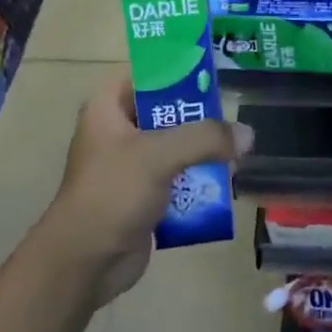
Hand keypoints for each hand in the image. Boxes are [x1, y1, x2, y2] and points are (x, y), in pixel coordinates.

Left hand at [33, 72, 251, 305]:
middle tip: (235, 114)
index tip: (214, 71)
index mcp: (107, 108)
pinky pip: (177, 176)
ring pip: (175, 145)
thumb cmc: (112, 193)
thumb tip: (248, 135)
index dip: (178, 68)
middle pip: (166, 109)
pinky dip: (199, 177)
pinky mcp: (142, 195)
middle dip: (200, 114)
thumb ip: (206, 137)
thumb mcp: (158, 154)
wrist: (84, 263)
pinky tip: (226, 180)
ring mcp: (130, 165)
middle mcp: (117, 130)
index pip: (146, 73)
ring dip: (204, 149)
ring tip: (238, 150)